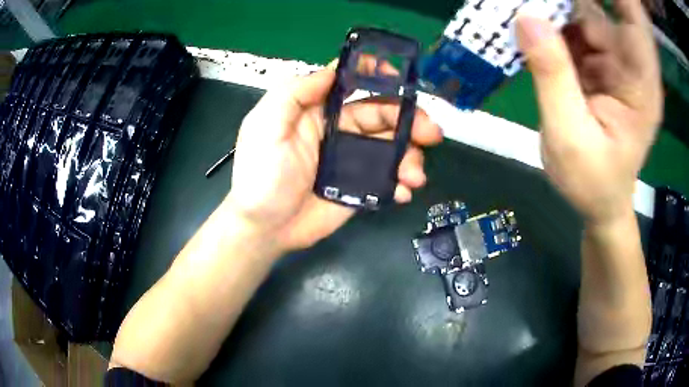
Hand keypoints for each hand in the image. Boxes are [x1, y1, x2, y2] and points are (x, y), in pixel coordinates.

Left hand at [225, 61, 441, 250]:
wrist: (265, 228)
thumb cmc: (261, 174)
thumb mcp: (266, 125)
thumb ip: (295, 93)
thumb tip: (332, 71)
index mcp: (317, 110)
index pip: (350, 84)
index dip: (375, 75)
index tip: (400, 77)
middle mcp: (337, 130)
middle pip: (381, 115)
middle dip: (409, 120)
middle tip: (432, 132)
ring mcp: (351, 160)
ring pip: (391, 147)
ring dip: (411, 156)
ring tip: (415, 175)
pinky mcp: (358, 187)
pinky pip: (386, 179)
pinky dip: (400, 183)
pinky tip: (404, 191)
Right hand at [515, 0, 661, 224]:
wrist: (598, 200)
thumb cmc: (592, 182)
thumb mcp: (570, 137)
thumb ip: (553, 77)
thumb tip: (526, 18)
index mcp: (641, 85)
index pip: (635, 22)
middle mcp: (630, 65)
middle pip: (604, 10)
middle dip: (572, 1)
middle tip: (538, 4)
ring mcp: (613, 61)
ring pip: (583, 13)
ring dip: (556, 9)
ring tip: (529, 16)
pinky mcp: (596, 63)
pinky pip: (572, 29)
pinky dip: (551, 24)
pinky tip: (534, 33)